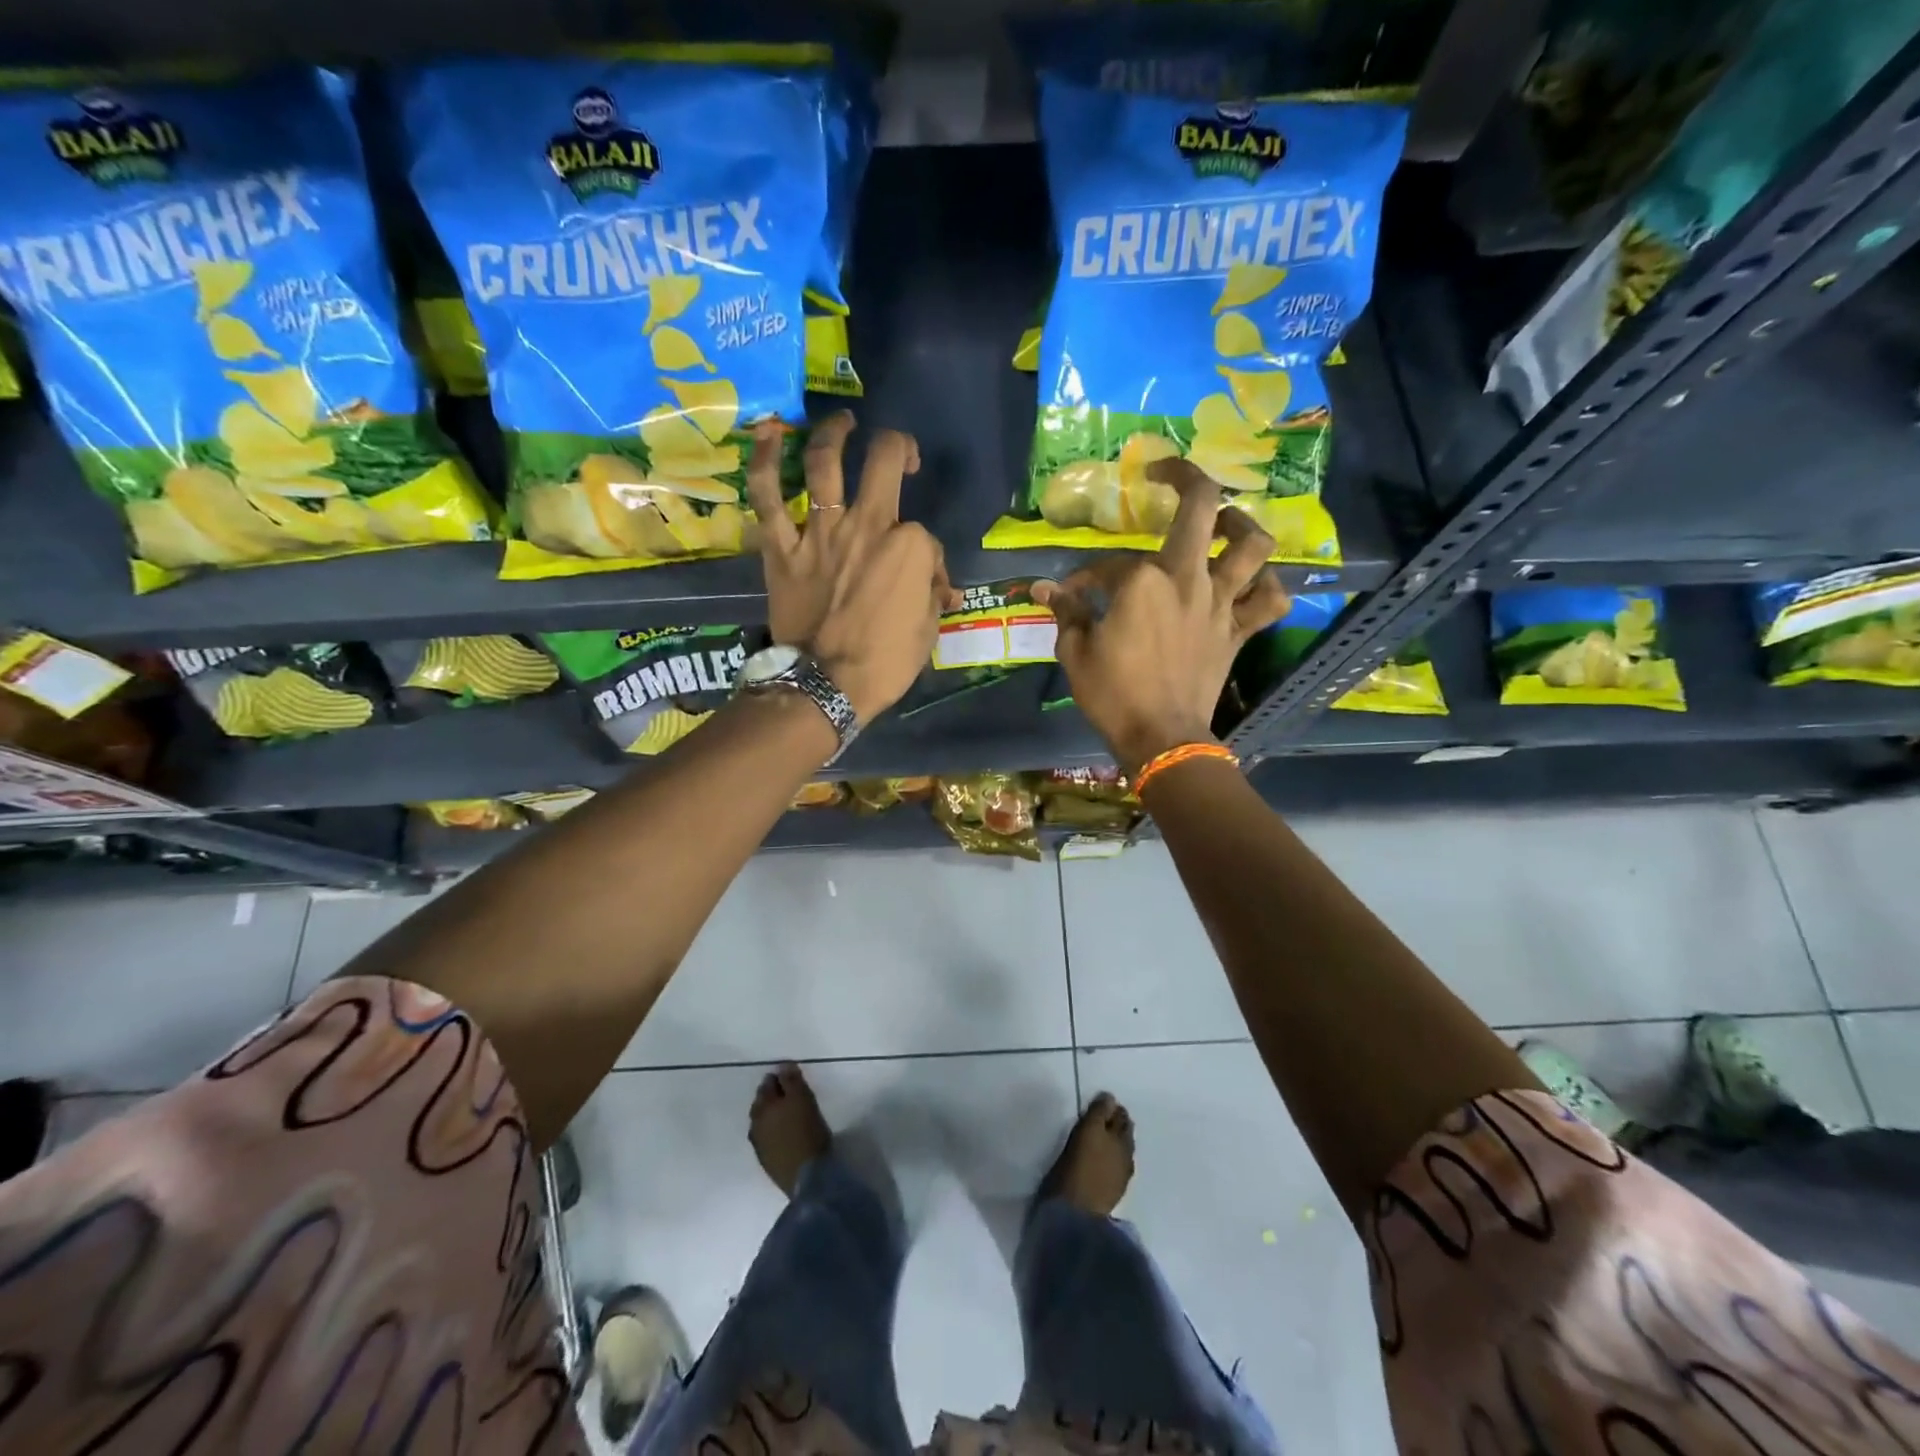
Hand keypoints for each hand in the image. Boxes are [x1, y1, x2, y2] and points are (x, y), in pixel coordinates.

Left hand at [746, 412, 956, 723]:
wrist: (826, 686)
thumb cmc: (886, 663)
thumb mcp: (928, 630)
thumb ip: (932, 594)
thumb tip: (938, 583)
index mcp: (910, 547)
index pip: (923, 533)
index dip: (926, 554)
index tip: (923, 578)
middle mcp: (867, 525)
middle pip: (882, 462)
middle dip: (896, 447)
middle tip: (897, 453)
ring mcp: (821, 532)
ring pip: (824, 462)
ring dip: (834, 433)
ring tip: (842, 423)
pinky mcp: (782, 547)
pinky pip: (768, 496)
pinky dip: (764, 461)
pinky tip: (769, 432)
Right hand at [1033, 459, 1288, 774]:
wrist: (1161, 737)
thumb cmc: (1113, 695)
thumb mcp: (1075, 652)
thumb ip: (1066, 612)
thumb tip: (1043, 589)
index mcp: (1142, 580)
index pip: (1109, 563)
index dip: (1086, 576)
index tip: (1072, 594)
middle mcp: (1187, 578)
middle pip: (1202, 508)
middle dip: (1184, 476)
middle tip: (1166, 474)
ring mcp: (1220, 602)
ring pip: (1252, 544)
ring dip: (1241, 524)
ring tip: (1224, 523)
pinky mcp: (1239, 630)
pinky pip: (1270, 600)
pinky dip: (1267, 587)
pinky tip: (1250, 584)